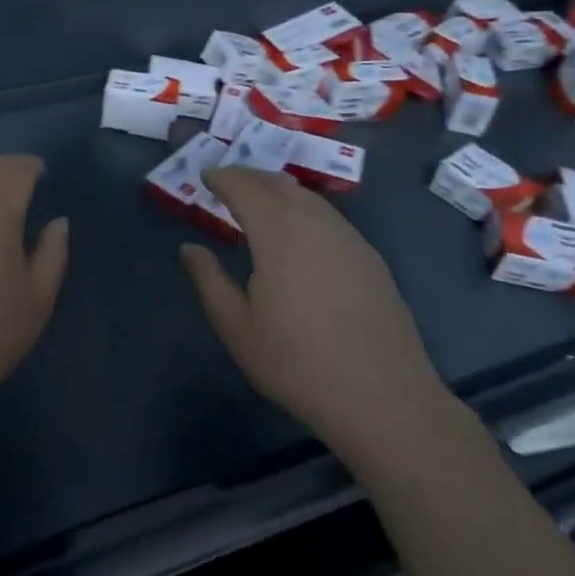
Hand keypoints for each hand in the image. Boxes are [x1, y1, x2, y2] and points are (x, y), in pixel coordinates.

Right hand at [180, 167, 446, 456]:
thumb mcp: (237, 328)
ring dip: (278, 190)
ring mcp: (349, 238)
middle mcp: (315, 222)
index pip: (244, 187)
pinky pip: (329, 216)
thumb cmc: (298, 363)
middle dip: (248, 177)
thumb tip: (189, 248)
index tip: (204, 176)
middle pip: (277, 183)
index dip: (222, 178)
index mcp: (278, 232)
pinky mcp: (370, 258)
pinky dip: (304, 208)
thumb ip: (209, 280)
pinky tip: (299, 232)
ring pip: (307, 197)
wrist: (384, 399)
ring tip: (259, 201)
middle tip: (226, 183)